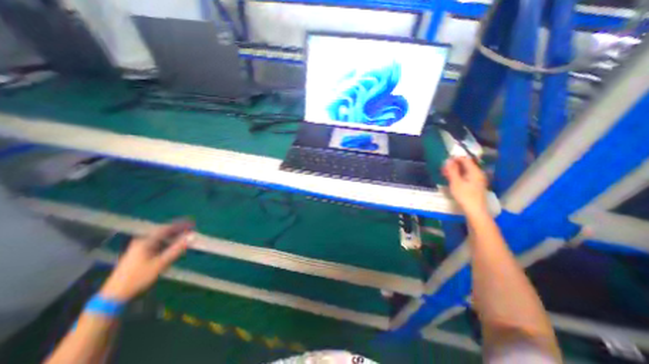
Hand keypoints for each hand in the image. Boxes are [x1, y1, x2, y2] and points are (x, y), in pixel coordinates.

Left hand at [98, 221, 194, 301]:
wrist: (114, 295)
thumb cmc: (138, 277)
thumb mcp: (160, 263)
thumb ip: (177, 249)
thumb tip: (192, 237)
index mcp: (145, 242)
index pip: (166, 228)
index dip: (180, 225)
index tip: (192, 223)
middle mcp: (142, 242)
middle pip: (164, 232)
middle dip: (178, 230)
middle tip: (191, 229)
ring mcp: (140, 248)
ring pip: (161, 238)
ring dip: (174, 237)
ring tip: (186, 237)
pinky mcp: (140, 254)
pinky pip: (158, 244)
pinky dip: (168, 243)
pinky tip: (174, 246)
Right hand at [444, 157, 489, 215]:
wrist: (475, 210)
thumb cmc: (464, 195)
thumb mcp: (455, 182)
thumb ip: (452, 170)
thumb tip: (448, 160)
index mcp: (474, 171)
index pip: (465, 159)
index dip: (455, 159)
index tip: (445, 162)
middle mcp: (478, 173)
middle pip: (466, 165)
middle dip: (454, 165)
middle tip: (443, 169)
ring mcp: (478, 180)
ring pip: (466, 171)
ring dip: (456, 171)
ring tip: (446, 174)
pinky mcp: (476, 185)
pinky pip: (467, 176)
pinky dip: (459, 176)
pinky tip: (453, 180)